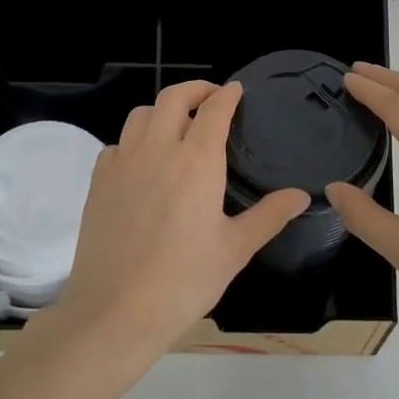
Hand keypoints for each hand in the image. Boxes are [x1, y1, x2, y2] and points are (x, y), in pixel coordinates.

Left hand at [46, 80, 310, 363]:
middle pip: (172, 97)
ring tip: (177, 124)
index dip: (227, 95)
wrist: (116, 309)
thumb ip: (269, 216)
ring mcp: (123, 162)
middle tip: (210, 96)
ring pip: (141, 115)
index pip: (214, 110)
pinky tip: (142, 162)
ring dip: (162, 110)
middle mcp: (157, 150)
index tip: (236, 90)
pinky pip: (117, 144)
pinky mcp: (98, 181)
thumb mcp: (235, 250)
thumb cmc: (184, 281)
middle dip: (194, 89)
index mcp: (197, 161)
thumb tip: (300, 195)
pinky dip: (134, 140)